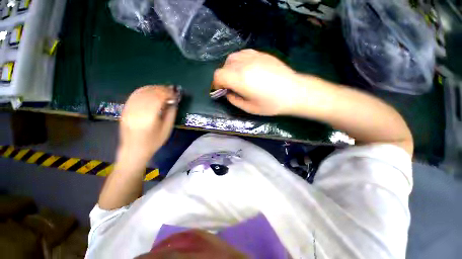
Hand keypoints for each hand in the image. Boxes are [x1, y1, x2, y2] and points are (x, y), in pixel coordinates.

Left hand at [118, 86, 177, 162]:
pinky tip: (151, 92)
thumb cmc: (153, 142)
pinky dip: (144, 90)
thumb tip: (174, 101)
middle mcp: (137, 110)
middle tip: (171, 90)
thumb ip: (171, 113)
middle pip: (150, 93)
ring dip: (154, 88)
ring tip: (163, 90)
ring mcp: (129, 109)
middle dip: (162, 89)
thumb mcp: (167, 129)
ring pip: (142, 91)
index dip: (168, 93)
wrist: (134, 150)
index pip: (158, 97)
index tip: (175, 93)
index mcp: (149, 117)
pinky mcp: (125, 109)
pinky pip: (134, 94)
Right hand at [212, 49, 300, 115]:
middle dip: (223, 77)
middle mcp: (244, 64)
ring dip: (230, 68)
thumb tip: (227, 93)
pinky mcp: (261, 54)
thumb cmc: (272, 104)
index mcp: (240, 79)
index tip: (221, 91)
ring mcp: (253, 56)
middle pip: (224, 66)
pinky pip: (243, 54)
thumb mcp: (249, 108)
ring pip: (232, 58)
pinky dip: (239, 62)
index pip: (218, 75)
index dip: (216, 84)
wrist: (295, 92)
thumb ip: (234, 100)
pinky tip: (246, 69)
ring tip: (237, 78)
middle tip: (230, 87)